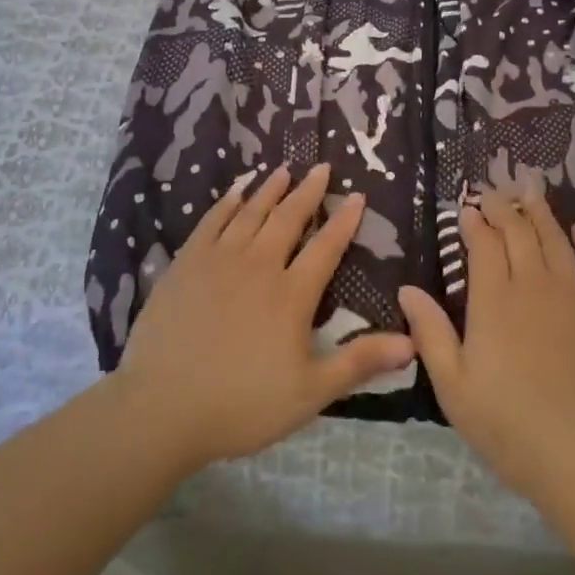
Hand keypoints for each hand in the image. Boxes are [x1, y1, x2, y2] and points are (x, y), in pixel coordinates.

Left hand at [116, 163, 415, 471]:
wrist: (163, 407)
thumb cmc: (242, 404)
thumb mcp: (310, 392)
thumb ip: (359, 362)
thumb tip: (411, 343)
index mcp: (291, 294)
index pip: (326, 247)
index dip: (344, 221)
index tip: (356, 196)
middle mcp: (258, 266)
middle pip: (288, 219)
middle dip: (308, 192)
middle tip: (321, 168)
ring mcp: (218, 261)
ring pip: (250, 213)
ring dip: (269, 190)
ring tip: (283, 170)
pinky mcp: (185, 265)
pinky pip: (210, 222)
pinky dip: (226, 203)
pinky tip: (234, 191)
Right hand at [399, 184, 574, 517]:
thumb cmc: (509, 426)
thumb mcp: (453, 386)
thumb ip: (430, 333)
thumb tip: (407, 288)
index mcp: (494, 301)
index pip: (484, 244)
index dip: (474, 222)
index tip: (466, 209)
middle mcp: (535, 285)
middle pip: (519, 231)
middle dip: (503, 207)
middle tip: (493, 193)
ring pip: (556, 238)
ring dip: (540, 211)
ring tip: (530, 191)